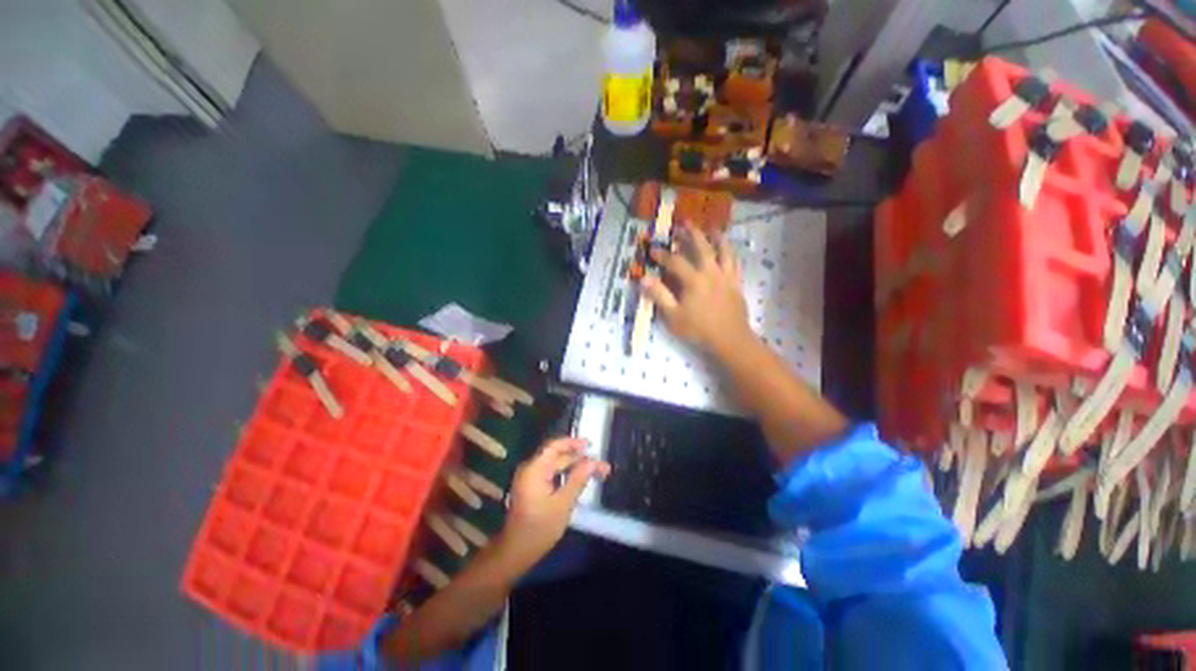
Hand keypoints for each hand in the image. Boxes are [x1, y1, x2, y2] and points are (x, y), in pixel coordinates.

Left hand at [497, 438, 609, 570]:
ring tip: (595, 471)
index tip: (591, 445)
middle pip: (557, 456)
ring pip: (556, 465)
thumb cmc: (539, 529)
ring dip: (575, 466)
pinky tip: (580, 479)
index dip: (573, 443)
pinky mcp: (533, 487)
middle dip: (579, 458)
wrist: (515, 553)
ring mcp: (530, 478)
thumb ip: (578, 479)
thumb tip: (593, 462)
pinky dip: (566, 474)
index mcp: (534, 469)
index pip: (554, 446)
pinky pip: (552, 473)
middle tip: (601, 465)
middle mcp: (531, 469)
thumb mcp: (562, 504)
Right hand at [641, 227, 751, 354]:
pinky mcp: (736, 284)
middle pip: (702, 248)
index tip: (653, 250)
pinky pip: (735, 263)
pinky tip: (728, 252)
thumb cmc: (698, 329)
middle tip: (685, 223)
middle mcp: (711, 273)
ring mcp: (726, 277)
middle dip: (692, 234)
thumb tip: (644, 279)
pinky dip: (731, 254)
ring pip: (724, 251)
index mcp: (694, 280)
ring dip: (718, 238)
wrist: (730, 339)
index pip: (675, 262)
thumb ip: (659, 296)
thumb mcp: (673, 316)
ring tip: (713, 229)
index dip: (662, 255)